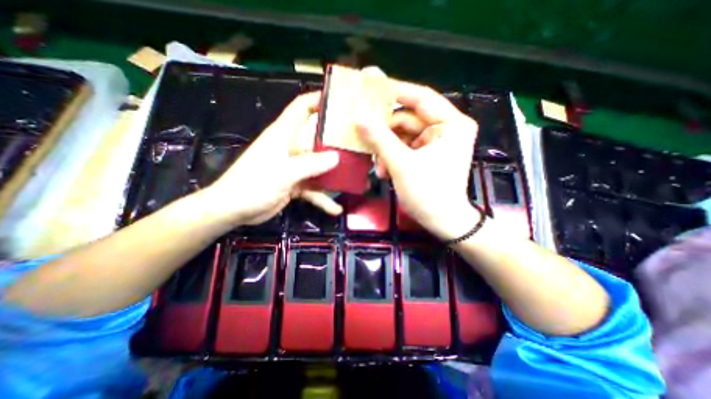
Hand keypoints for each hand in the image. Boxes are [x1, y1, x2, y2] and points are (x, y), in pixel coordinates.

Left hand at [203, 90, 341, 225]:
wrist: (234, 210)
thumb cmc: (253, 184)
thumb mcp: (283, 173)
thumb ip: (310, 164)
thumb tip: (337, 157)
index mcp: (283, 134)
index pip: (301, 107)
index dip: (317, 99)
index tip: (340, 101)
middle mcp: (291, 147)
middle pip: (317, 137)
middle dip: (336, 139)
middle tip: (358, 142)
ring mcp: (295, 167)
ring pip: (319, 165)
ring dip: (334, 173)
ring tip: (354, 178)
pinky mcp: (296, 183)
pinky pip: (314, 188)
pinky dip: (324, 198)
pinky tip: (336, 209)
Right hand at [358, 80, 479, 238]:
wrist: (442, 222)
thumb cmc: (428, 193)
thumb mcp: (401, 164)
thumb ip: (380, 139)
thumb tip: (359, 117)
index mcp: (451, 124)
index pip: (421, 97)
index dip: (395, 91)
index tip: (371, 87)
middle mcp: (445, 129)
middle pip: (407, 120)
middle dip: (385, 133)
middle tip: (364, 135)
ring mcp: (435, 143)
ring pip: (402, 136)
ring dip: (386, 150)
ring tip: (377, 166)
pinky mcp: (427, 155)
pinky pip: (404, 148)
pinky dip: (392, 158)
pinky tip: (385, 172)